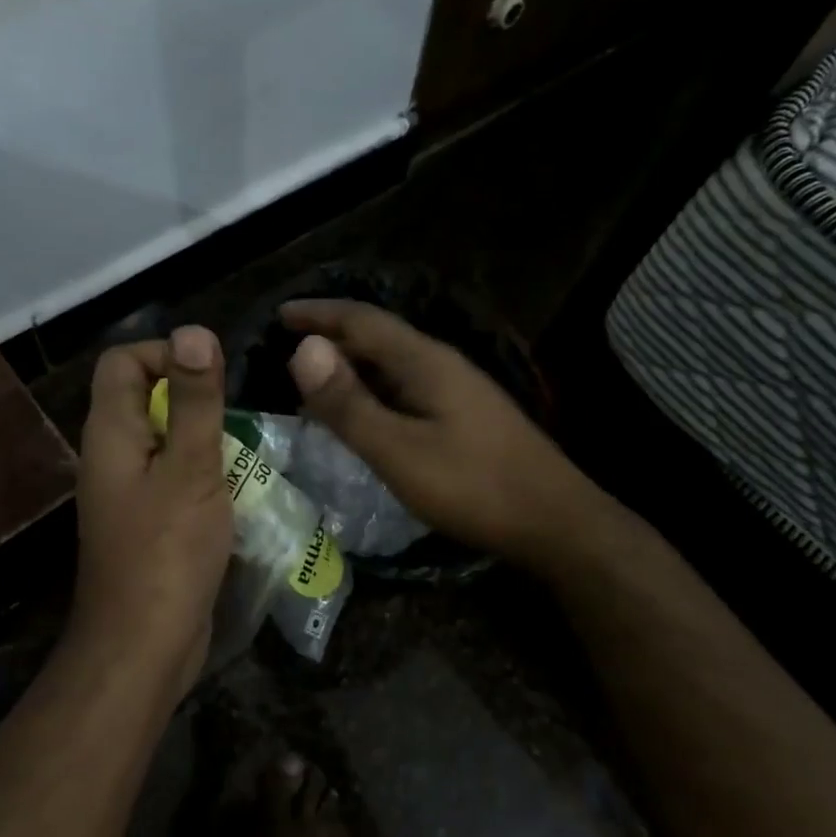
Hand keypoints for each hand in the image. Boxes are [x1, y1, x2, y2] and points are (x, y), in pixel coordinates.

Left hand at [70, 326, 232, 687]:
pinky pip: (175, 477)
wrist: (143, 645)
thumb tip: (194, 331)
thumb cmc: (167, 552)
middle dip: (194, 396)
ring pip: (165, 439)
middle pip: (145, 397)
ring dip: (204, 437)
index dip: (166, 354)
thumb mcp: (190, 468)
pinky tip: (238, 490)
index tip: (213, 379)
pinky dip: (204, 473)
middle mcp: (112, 455)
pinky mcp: (149, 521)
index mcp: (111, 433)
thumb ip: (193, 401)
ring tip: (246, 453)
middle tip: (237, 418)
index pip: (123, 361)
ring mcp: (129, 491)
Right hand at [282, 300, 595, 572]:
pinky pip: (405, 388)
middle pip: (378, 337)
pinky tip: (362, 414)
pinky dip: (372, 391)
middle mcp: (441, 364)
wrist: (556, 522)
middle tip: (287, 348)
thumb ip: (348, 403)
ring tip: (313, 380)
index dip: (318, 313)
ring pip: (392, 364)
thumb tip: (302, 350)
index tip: (279, 313)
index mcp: (424, 361)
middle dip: (331, 337)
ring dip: (351, 365)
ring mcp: (457, 390)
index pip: (361, 320)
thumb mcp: (398, 450)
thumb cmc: (473, 487)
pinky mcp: (464, 416)